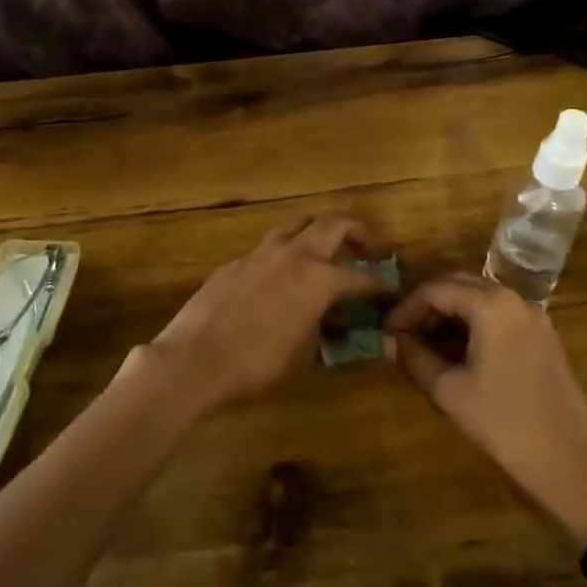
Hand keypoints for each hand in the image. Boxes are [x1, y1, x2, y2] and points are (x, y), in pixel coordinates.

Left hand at [142, 215, 386, 409]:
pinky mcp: (236, 261)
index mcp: (318, 279)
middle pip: (332, 223)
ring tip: (326, 251)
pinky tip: (283, 275)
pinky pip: (270, 245)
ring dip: (318, 231)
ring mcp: (261, 252)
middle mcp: (294, 254)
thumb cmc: (256, 363)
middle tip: (367, 248)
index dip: (380, 283)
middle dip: (356, 231)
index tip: (390, 288)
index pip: (361, 275)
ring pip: (298, 224)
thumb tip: (328, 317)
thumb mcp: (302, 354)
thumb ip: (321, 327)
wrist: (195, 357)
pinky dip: (286, 252)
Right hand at [387, 274, 586, 539]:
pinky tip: (458, 355)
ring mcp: (533, 317)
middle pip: (458, 286)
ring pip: (479, 300)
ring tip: (425, 346)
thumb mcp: (449, 390)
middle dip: (427, 307)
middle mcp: (514, 299)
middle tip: (403, 334)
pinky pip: (499, 316)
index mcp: (491, 305)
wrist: (569, 464)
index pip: (435, 290)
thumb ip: (414, 358)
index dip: (406, 308)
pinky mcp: (543, 337)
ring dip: (449, 316)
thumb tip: (387, 341)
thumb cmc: (503, 422)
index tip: (386, 331)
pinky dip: (473, 326)